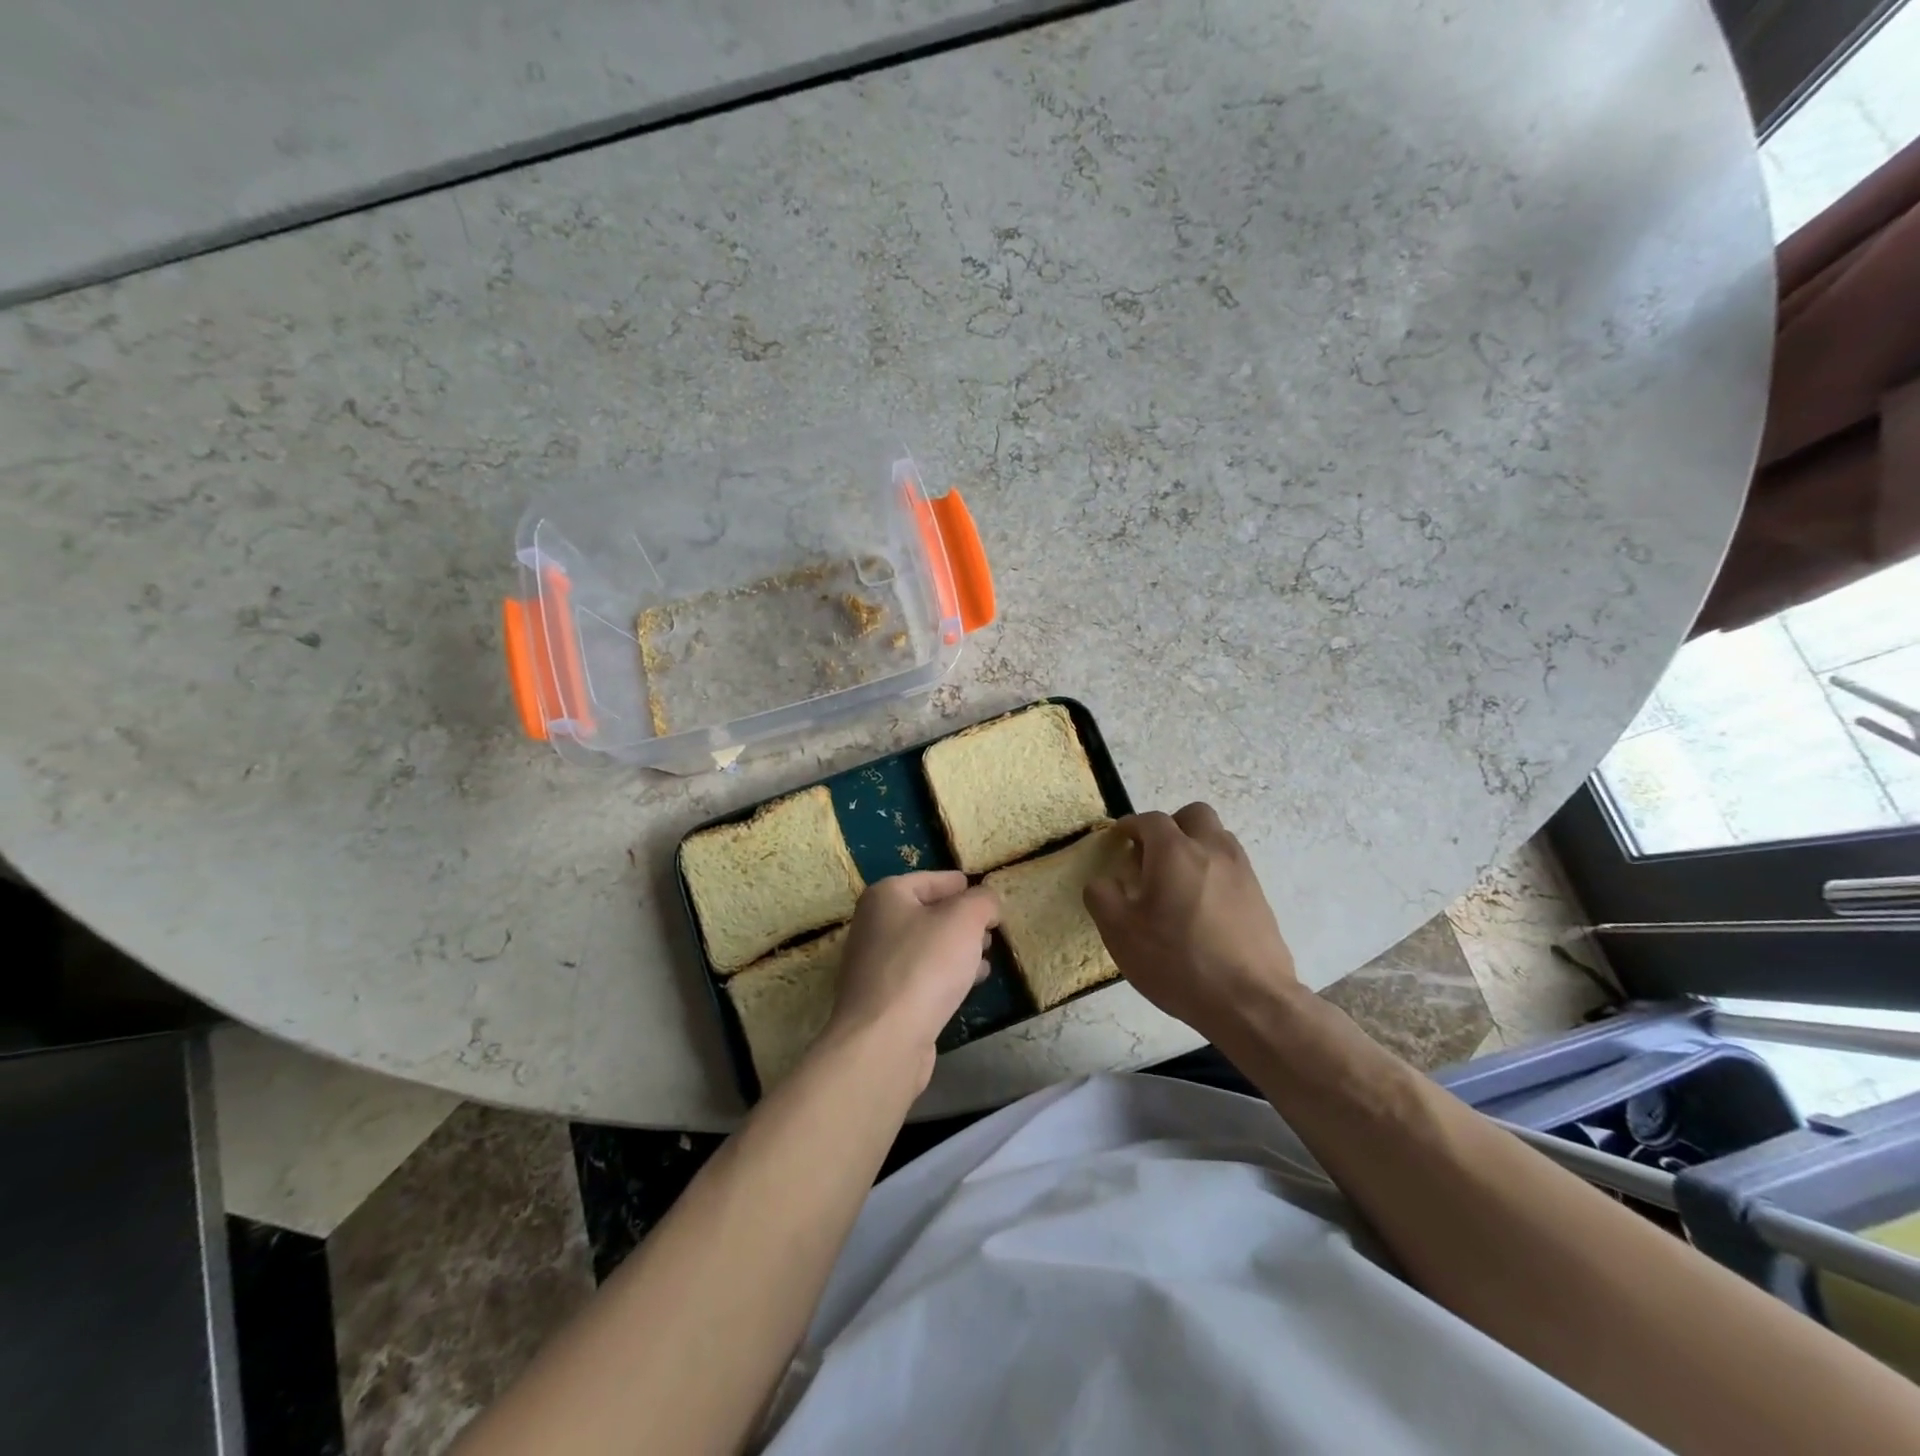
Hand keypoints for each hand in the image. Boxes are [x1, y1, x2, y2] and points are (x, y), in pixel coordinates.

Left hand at [823, 872, 999, 1087]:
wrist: (884, 1040)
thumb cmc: (924, 966)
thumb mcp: (964, 920)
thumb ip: (982, 901)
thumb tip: (987, 901)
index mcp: (886, 896)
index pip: (931, 880)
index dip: (961, 885)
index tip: (985, 894)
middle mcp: (874, 925)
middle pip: (927, 912)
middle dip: (961, 919)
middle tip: (991, 928)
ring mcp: (875, 964)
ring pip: (926, 946)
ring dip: (957, 948)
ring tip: (987, 954)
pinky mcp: (884, 999)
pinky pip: (921, 975)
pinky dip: (946, 974)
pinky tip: (970, 983)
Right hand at [1082, 803, 1296, 1042]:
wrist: (1250, 1002)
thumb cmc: (1178, 961)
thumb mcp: (1120, 933)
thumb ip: (1102, 896)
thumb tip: (1103, 881)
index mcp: (1175, 851)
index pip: (1150, 820)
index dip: (1130, 826)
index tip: (1119, 841)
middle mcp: (1212, 850)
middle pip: (1193, 815)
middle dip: (1171, 827)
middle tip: (1152, 857)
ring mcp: (1242, 872)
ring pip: (1217, 838)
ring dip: (1195, 847)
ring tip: (1177, 884)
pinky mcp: (1260, 897)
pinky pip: (1232, 867)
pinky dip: (1213, 873)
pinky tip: (1201, 909)